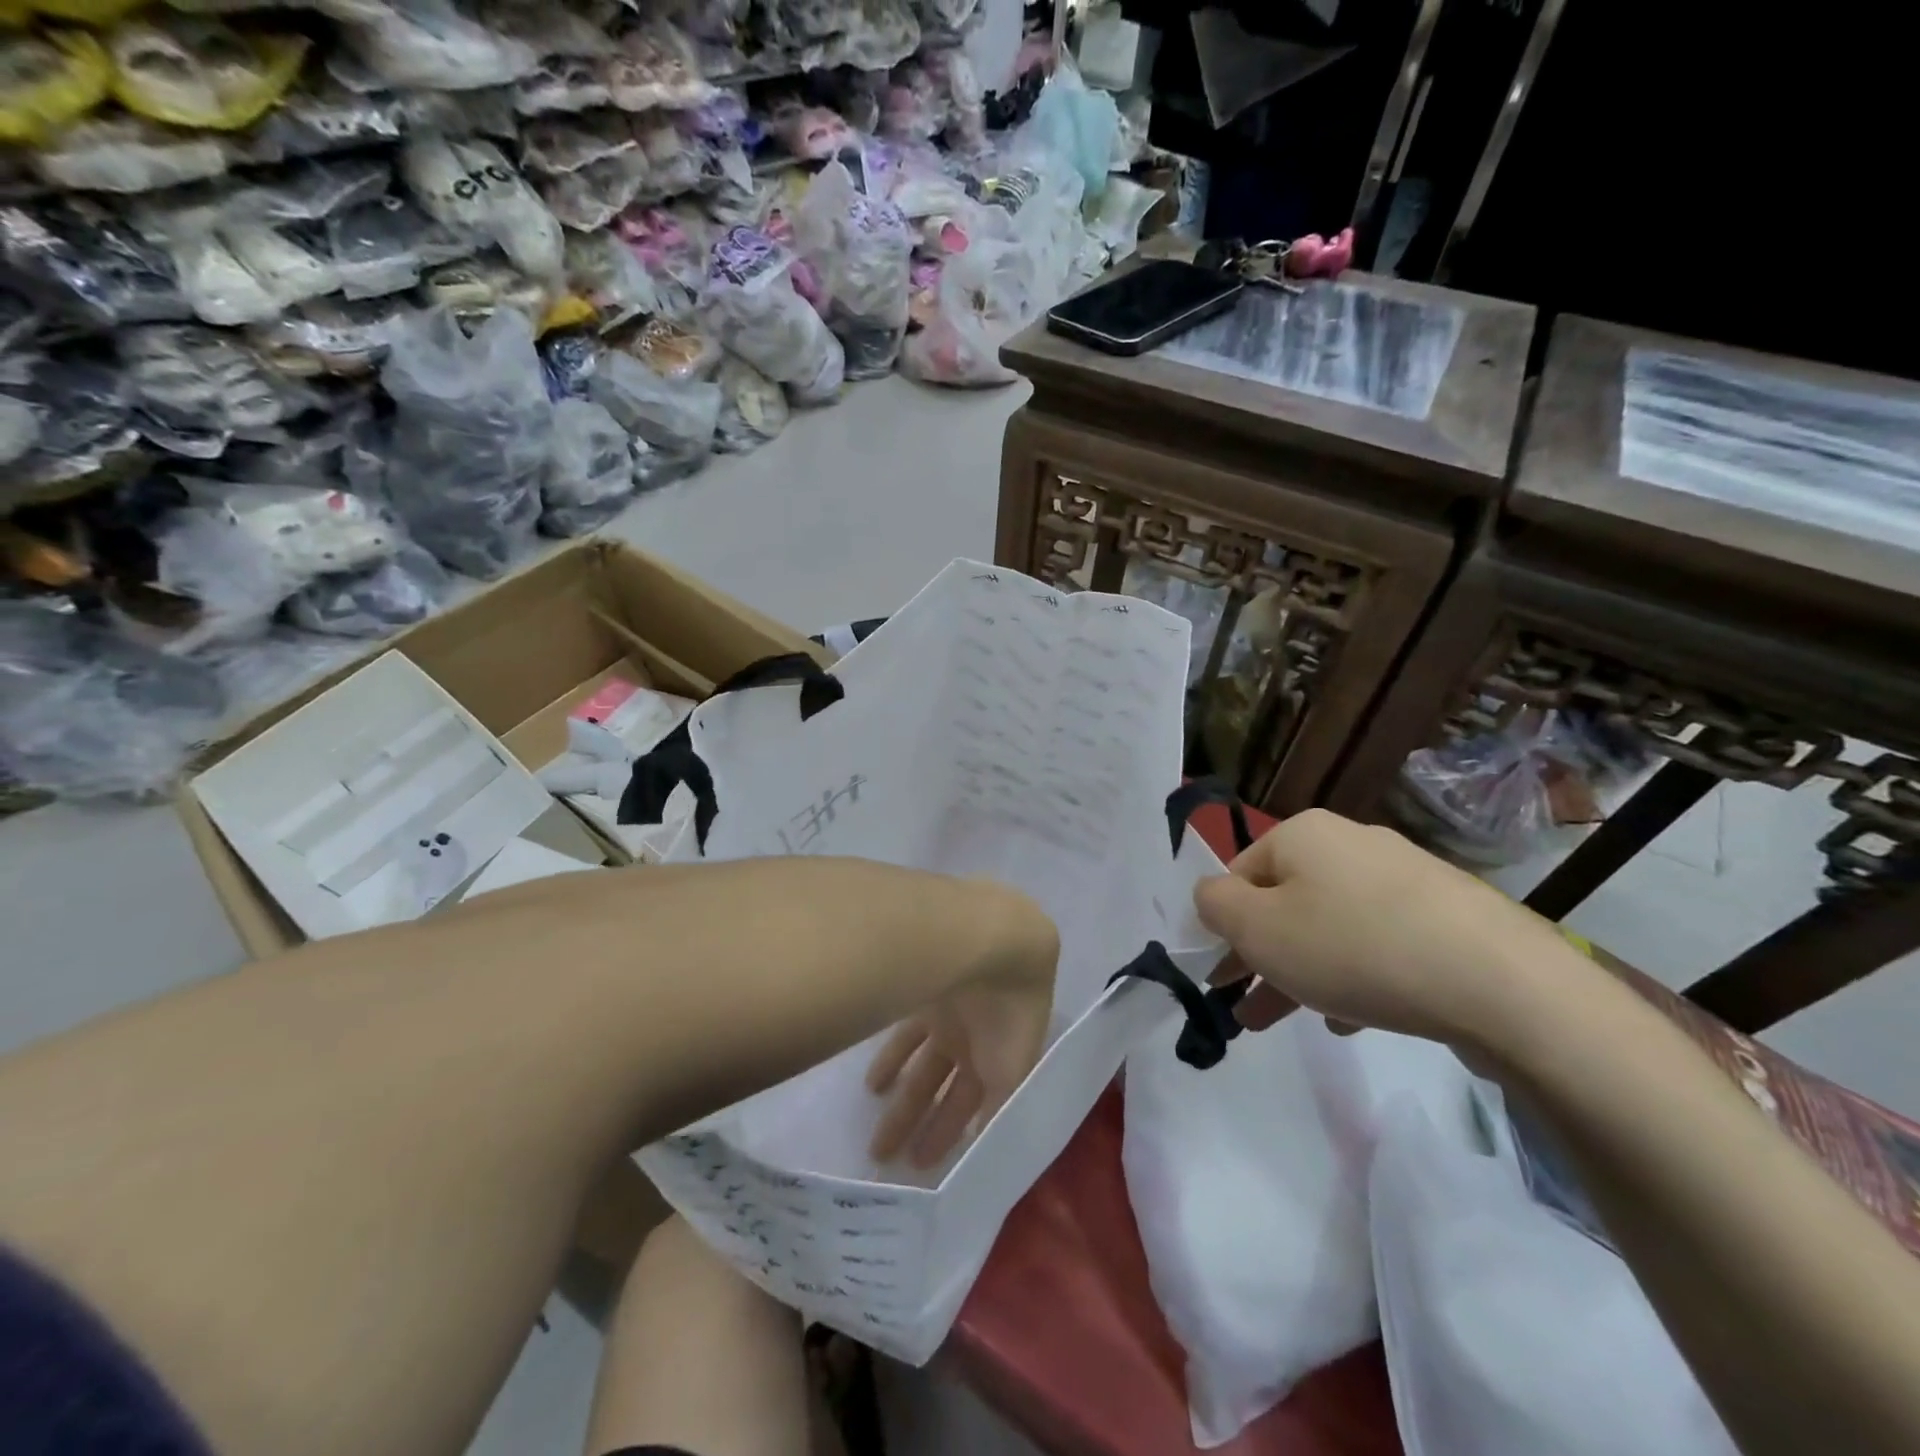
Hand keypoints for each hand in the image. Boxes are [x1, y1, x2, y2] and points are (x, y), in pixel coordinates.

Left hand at [865, 888, 1057, 1167]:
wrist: (992, 940)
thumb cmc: (1007, 1012)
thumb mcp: (1011, 1072)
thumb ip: (996, 1111)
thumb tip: (981, 1151)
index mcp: (1003, 1057)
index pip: (974, 1104)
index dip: (950, 1134)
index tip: (923, 1166)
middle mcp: (976, 1036)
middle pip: (943, 1086)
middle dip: (918, 1121)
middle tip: (885, 1157)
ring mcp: (949, 1012)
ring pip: (922, 1063)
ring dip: (902, 1096)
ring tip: (876, 1125)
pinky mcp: (924, 990)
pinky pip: (906, 1033)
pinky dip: (892, 1058)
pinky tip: (874, 1082)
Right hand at [1193, 809, 1570, 1047]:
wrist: (1500, 983)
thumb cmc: (1353, 948)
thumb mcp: (1257, 929)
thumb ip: (1214, 905)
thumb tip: (1212, 895)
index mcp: (1303, 834)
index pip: (1239, 876)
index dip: (1223, 928)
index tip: (1222, 979)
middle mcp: (1352, 842)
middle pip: (1287, 901)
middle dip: (1263, 957)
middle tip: (1248, 1009)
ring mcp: (1406, 876)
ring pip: (1333, 925)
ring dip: (1306, 971)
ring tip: (1301, 1019)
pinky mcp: (1449, 914)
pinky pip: (1381, 941)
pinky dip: (1358, 974)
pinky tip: (1357, 1017)